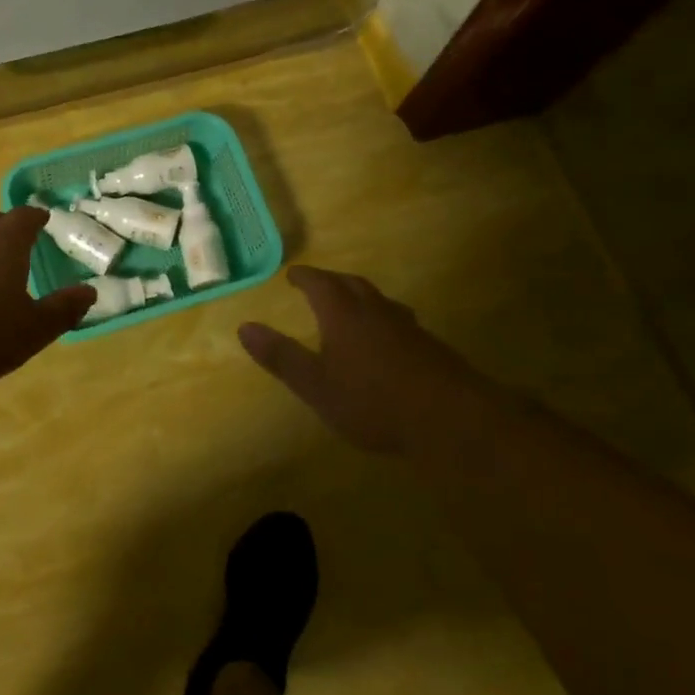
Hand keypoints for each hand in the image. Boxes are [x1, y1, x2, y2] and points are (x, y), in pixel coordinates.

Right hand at [237, 265, 500, 454]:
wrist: (450, 420)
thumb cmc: (372, 401)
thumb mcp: (315, 385)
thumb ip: (281, 356)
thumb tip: (244, 327)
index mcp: (343, 314)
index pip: (320, 283)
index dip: (304, 277)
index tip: (292, 274)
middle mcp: (375, 311)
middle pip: (352, 284)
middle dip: (332, 281)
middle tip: (318, 283)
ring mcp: (407, 327)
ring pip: (379, 300)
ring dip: (360, 296)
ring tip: (351, 304)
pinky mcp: (429, 347)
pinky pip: (398, 320)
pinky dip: (382, 318)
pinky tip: (386, 339)